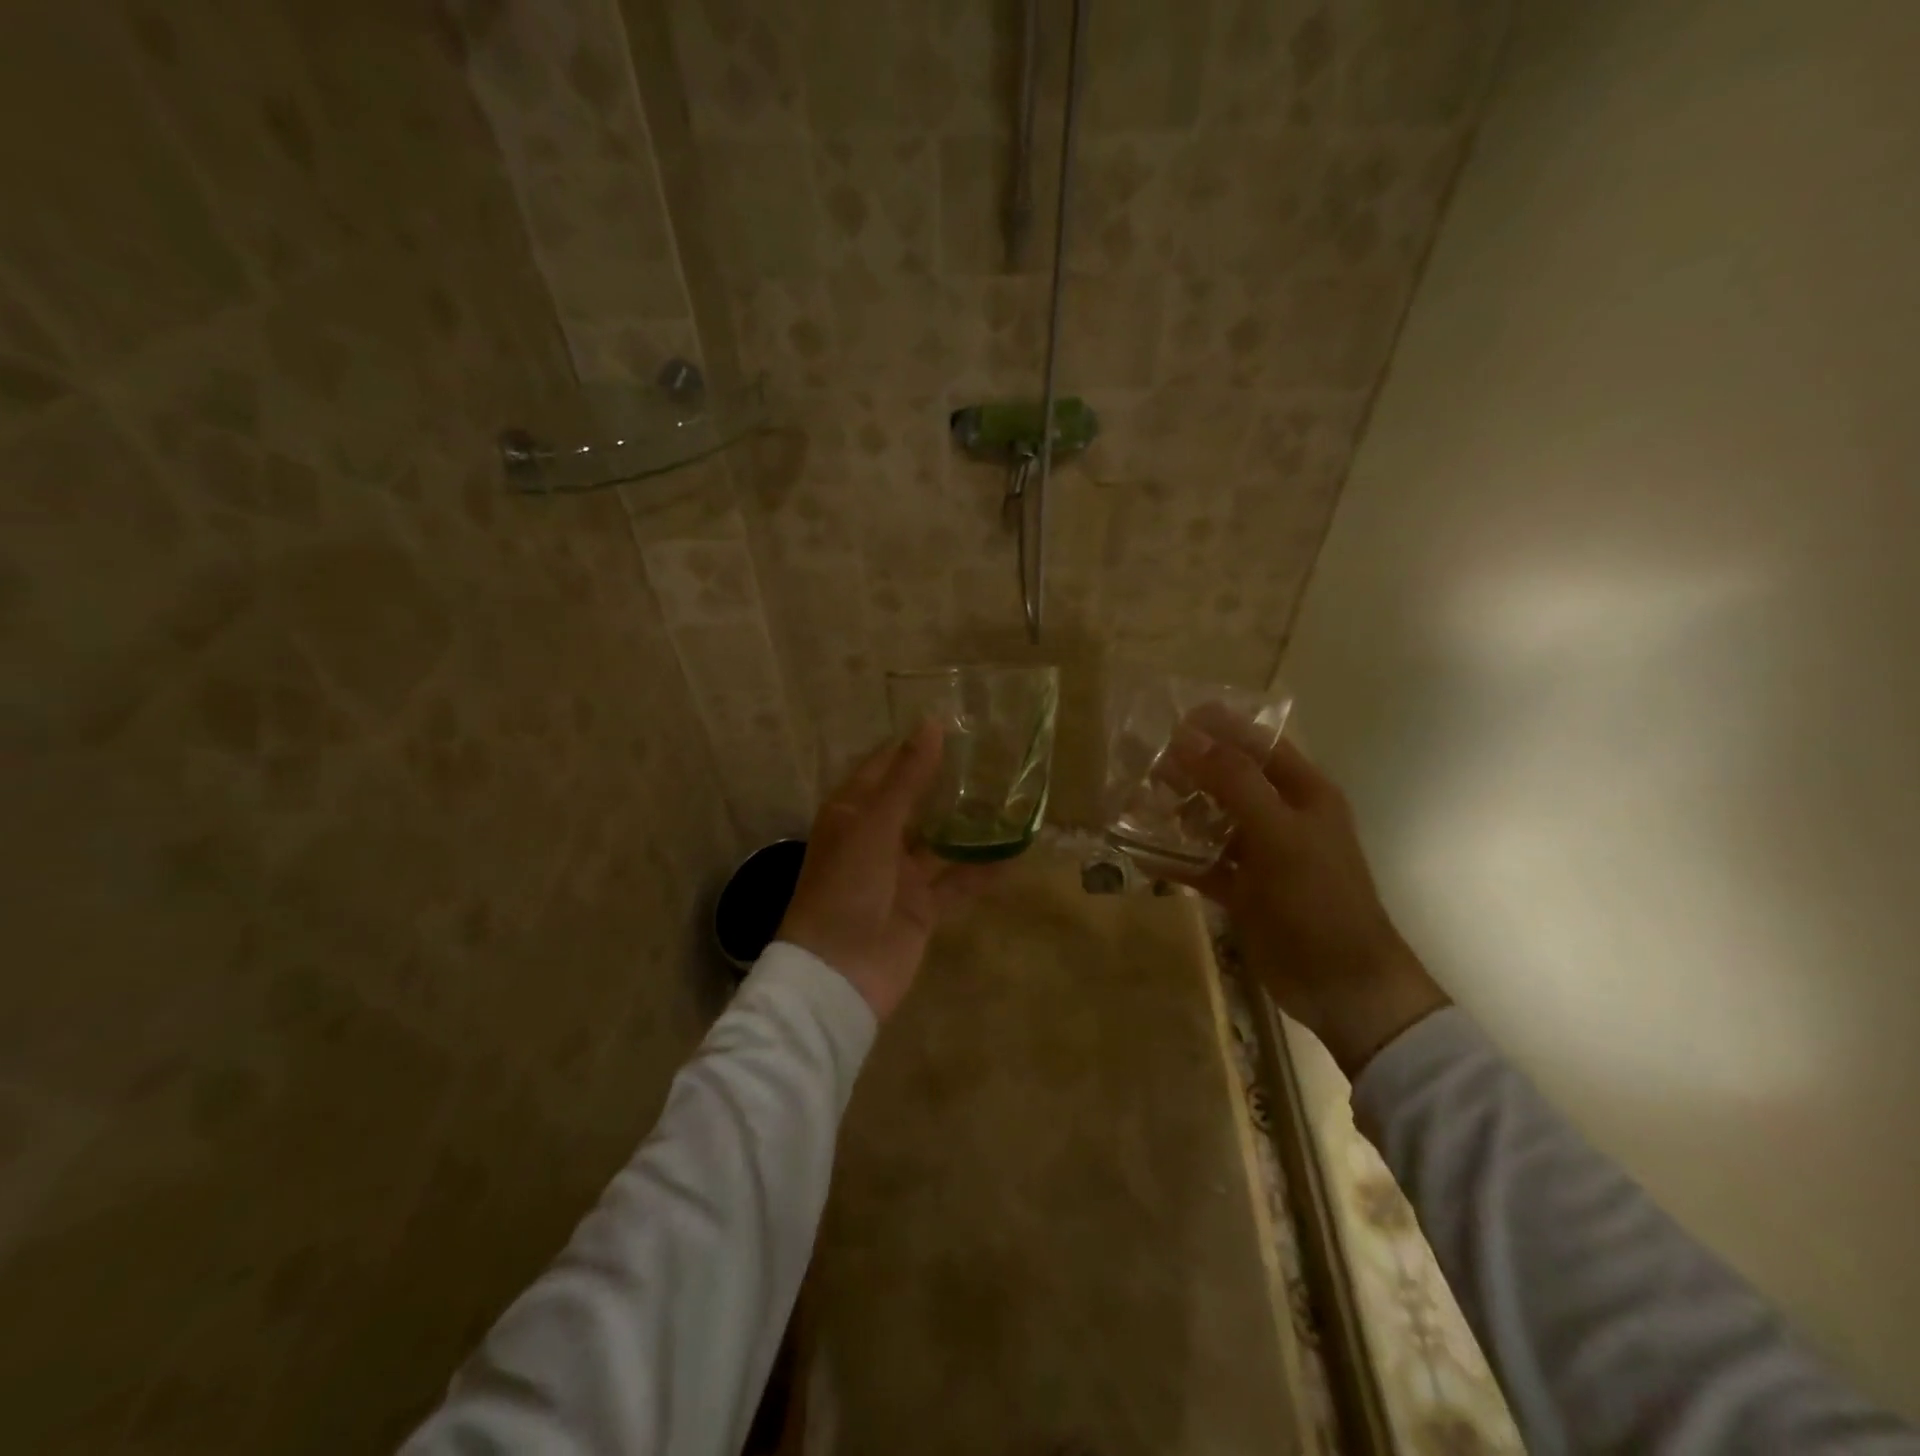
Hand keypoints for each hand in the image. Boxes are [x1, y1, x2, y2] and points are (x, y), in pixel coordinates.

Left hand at [777, 720, 996, 1022]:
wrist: (839, 975)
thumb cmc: (846, 888)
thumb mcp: (874, 826)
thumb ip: (906, 779)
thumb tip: (930, 724)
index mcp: (853, 813)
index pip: (884, 767)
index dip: (914, 745)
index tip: (956, 722)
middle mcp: (876, 838)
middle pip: (915, 801)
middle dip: (947, 781)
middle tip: (992, 754)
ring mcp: (900, 874)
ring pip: (939, 840)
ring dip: (967, 823)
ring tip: (1009, 795)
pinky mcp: (922, 906)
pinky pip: (956, 881)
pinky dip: (982, 870)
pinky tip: (1015, 853)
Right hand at [1168, 716, 1449, 1078]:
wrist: (1341, 985)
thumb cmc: (1318, 899)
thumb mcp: (1278, 833)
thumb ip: (1233, 783)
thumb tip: (1186, 736)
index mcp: (1304, 794)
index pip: (1259, 744)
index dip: (1221, 727)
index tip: (1173, 718)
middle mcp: (1282, 817)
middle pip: (1230, 779)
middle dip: (1190, 769)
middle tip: (1144, 764)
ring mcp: (1262, 856)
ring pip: (1213, 821)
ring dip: (1178, 811)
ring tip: (1134, 802)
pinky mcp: (1244, 891)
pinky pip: (1203, 864)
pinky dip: (1176, 858)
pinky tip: (1140, 853)